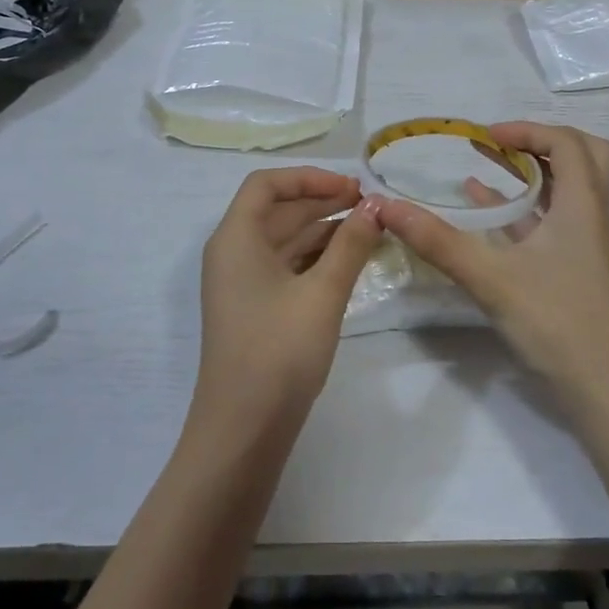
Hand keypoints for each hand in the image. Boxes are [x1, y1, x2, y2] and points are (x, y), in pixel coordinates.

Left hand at [194, 167, 381, 431]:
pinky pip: (285, 266)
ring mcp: (242, 283)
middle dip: (322, 201)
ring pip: (284, 240)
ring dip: (323, 230)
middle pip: (277, 210)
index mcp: (236, 238)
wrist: (243, 430)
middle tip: (370, 205)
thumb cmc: (279, 352)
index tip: (351, 188)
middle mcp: (233, 252)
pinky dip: (315, 258)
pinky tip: (349, 261)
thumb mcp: (322, 294)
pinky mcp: (254, 308)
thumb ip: (350, 245)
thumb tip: (375, 206)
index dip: (309, 178)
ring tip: (369, 229)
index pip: (266, 185)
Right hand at [374, 123, 608, 413]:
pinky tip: (481, 211)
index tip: (485, 136)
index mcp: (582, 206)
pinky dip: (519, 208)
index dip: (527, 129)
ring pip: (564, 190)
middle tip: (500, 143)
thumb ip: (437, 241)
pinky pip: (547, 222)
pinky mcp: (571, 269)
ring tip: (484, 162)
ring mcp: (582, 245)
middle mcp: (588, 217)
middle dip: (540, 141)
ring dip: (529, 172)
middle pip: (582, 157)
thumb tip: (385, 207)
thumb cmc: (558, 323)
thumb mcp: (491, 278)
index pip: (566, 143)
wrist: (607, 394)